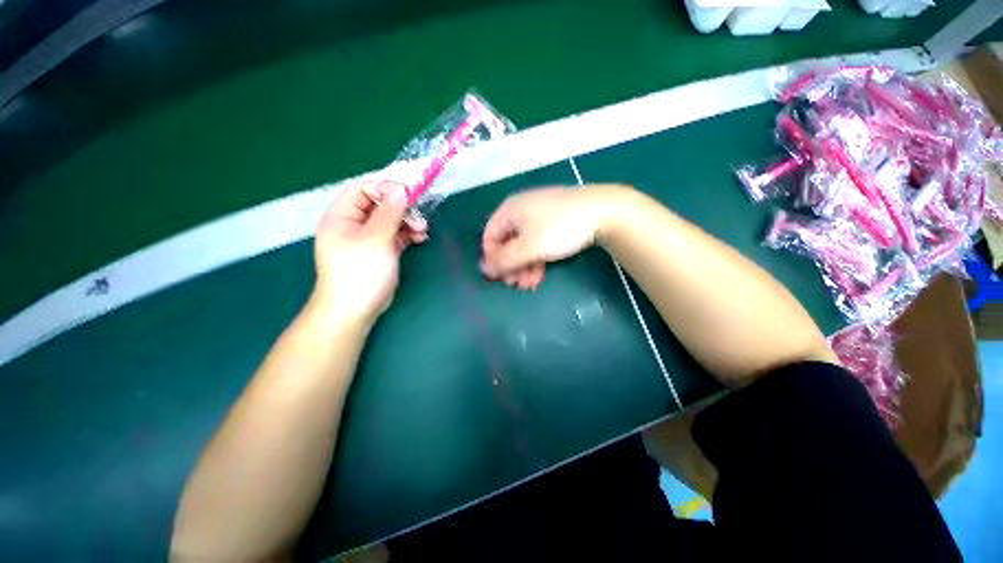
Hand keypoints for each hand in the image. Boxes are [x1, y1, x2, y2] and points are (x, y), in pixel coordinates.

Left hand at [311, 180, 427, 326]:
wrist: (354, 310)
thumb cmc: (360, 272)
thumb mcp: (376, 239)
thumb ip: (389, 212)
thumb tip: (400, 189)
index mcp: (342, 216)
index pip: (364, 190)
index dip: (386, 188)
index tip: (409, 194)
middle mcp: (353, 224)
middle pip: (380, 205)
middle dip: (402, 208)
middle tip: (419, 217)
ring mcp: (367, 239)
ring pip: (390, 220)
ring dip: (408, 222)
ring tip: (422, 230)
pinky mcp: (379, 251)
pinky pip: (395, 235)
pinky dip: (407, 234)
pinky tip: (420, 238)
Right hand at [481, 185, 629, 289]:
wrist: (603, 212)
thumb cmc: (559, 228)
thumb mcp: (528, 247)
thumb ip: (504, 260)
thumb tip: (484, 269)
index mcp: (509, 211)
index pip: (489, 238)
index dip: (493, 260)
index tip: (502, 278)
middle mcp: (520, 211)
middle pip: (506, 243)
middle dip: (511, 267)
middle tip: (518, 285)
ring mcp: (537, 216)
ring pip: (522, 246)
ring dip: (524, 267)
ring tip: (530, 284)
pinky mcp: (552, 222)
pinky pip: (536, 243)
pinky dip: (535, 259)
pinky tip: (539, 275)